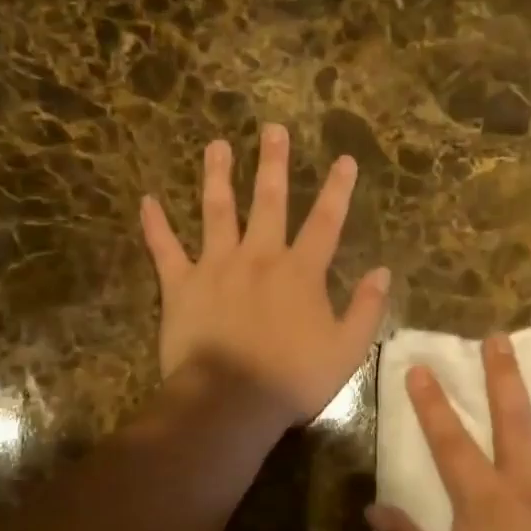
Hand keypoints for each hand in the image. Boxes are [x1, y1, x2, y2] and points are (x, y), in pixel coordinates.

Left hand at [140, 124, 391, 428]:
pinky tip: (147, 201)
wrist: (230, 401)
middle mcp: (260, 257)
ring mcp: (216, 266)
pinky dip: (155, 226)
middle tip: (272, 129)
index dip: (338, 189)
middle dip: (273, 163)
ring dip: (217, 176)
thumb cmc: (292, 378)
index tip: (345, 159)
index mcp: (300, 272)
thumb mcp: (347, 349)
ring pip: (217, 211)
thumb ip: (367, 308)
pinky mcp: (181, 285)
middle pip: (269, 201)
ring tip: (216, 146)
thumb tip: (383, 271)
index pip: (326, 221)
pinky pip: (165, 250)